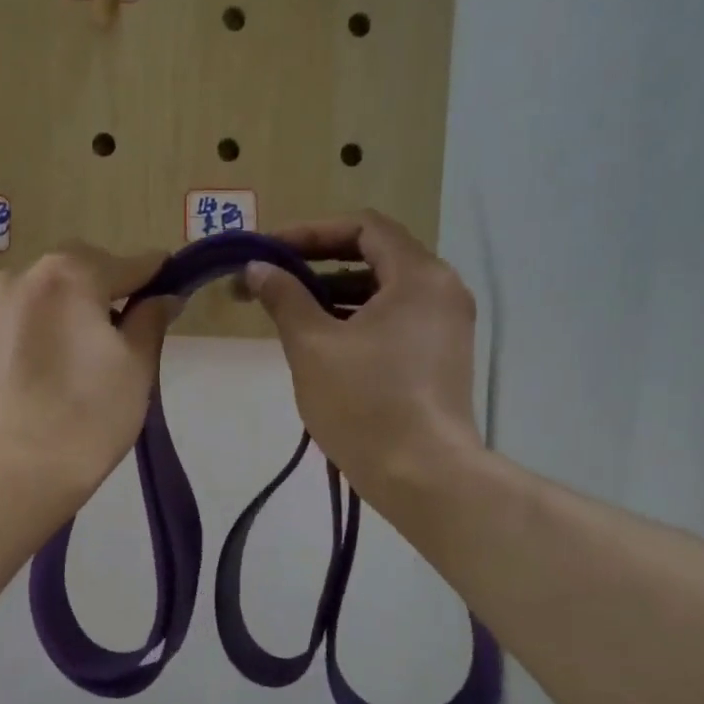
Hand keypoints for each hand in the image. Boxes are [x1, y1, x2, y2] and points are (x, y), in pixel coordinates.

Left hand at [0, 244, 173, 506]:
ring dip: (69, 313)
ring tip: (80, 360)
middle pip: (80, 273)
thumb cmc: (88, 415)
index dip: (155, 278)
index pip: (129, 264)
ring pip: (45, 298)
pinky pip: (18, 324)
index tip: (172, 292)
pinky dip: (39, 335)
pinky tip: (46, 375)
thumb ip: (151, 318)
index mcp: (69, 273)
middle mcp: (23, 276)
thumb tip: (163, 296)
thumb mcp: (137, 365)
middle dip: (106, 294)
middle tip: (124, 337)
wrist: (12, 472)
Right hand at [246, 211, 483, 511]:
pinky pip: (395, 319)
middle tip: (272, 278)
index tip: (269, 249)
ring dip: (335, 292)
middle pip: (376, 255)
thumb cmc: (364, 403)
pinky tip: (322, 340)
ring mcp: (447, 326)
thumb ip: (284, 297)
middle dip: (318, 262)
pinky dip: (357, 318)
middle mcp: (442, 290)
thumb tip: (257, 268)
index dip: (311, 231)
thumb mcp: (312, 346)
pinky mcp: (441, 357)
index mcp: (419, 275)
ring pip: (384, 290)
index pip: (363, 227)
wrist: (422, 476)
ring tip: (288, 309)